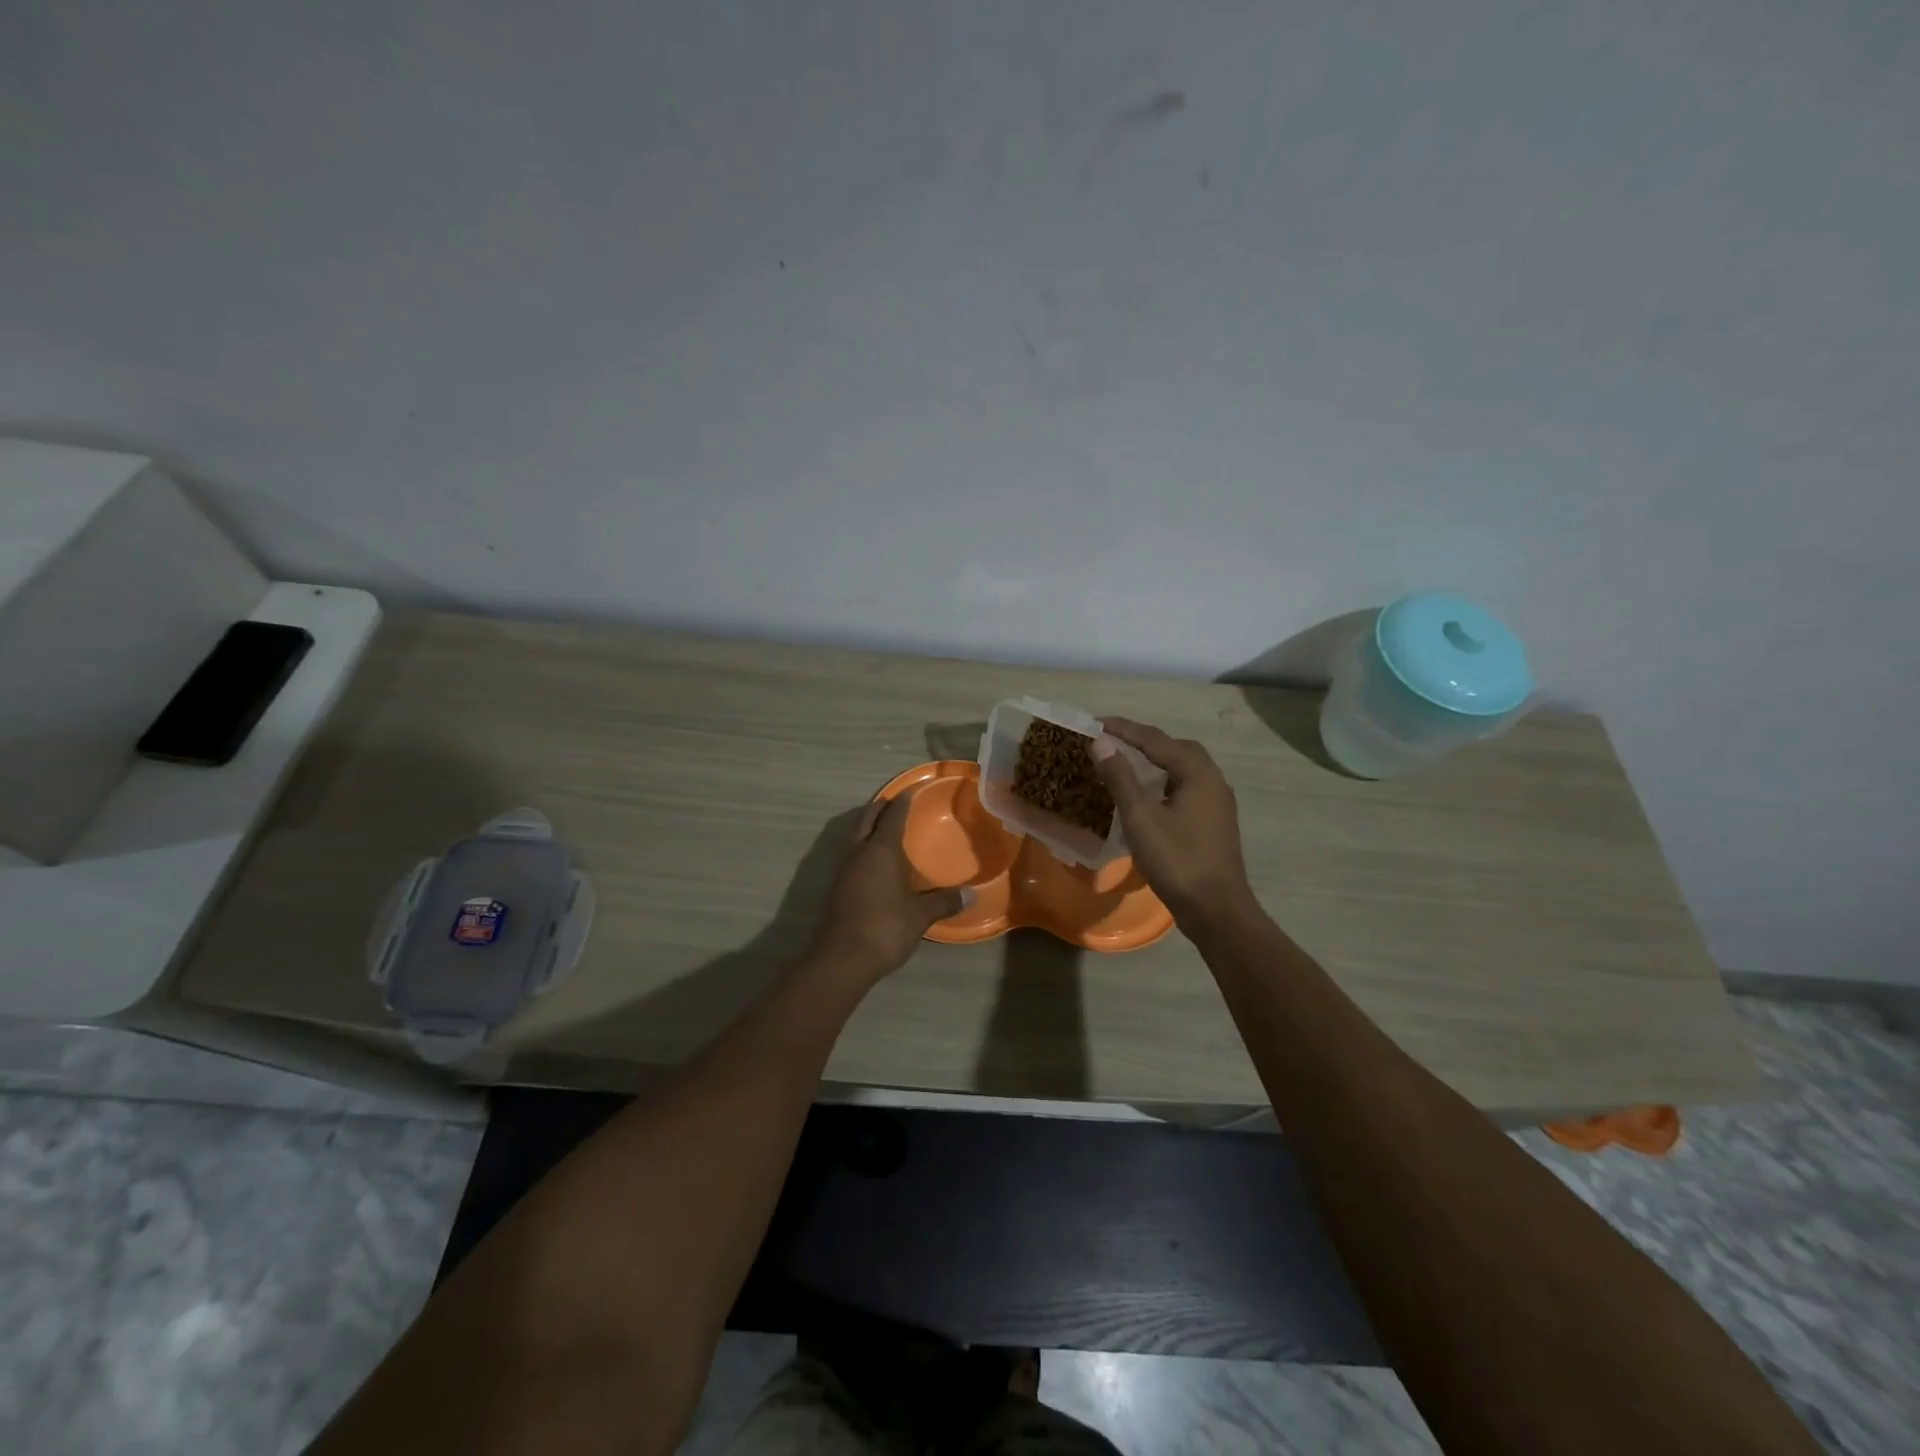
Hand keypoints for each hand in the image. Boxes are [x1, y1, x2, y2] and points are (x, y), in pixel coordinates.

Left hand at [808, 792, 966, 987]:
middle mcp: (859, 852)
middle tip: (894, 802)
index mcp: (881, 850)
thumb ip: (944, 901)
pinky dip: (862, 847)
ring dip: (867, 826)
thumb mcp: (920, 915)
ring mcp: (844, 869)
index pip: (892, 815)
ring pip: (854, 835)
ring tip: (884, 828)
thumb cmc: (885, 927)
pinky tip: (874, 861)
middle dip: (880, 807)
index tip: (911, 791)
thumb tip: (972, 895)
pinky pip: (851, 854)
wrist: (842, 958)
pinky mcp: (836, 887)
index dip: (903, 801)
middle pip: (867, 818)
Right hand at [1093, 718, 1255, 923]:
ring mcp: (1218, 804)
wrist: (1216, 910)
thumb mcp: (1141, 817)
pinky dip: (1165, 783)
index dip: (1124, 729)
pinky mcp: (1215, 823)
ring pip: (1185, 770)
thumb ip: (1121, 777)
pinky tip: (1149, 798)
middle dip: (1146, 741)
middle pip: (1177, 749)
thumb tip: (1101, 743)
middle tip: (1115, 741)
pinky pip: (1188, 789)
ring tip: (1128, 765)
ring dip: (1157, 762)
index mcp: (1198, 773)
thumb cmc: (1177, 860)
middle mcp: (1213, 781)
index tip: (1096, 722)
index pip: (1156, 740)